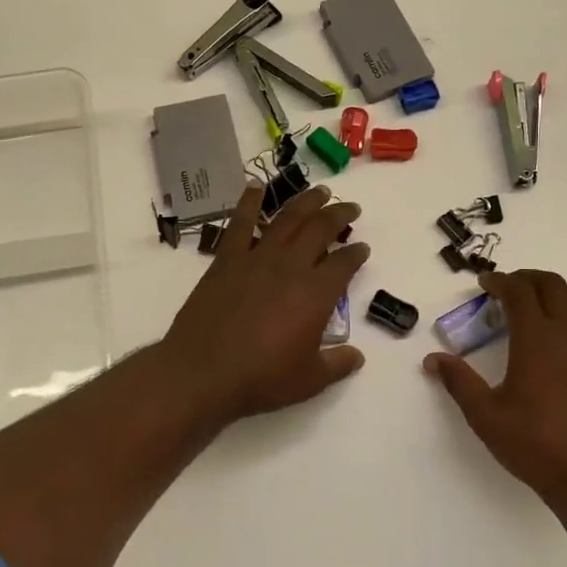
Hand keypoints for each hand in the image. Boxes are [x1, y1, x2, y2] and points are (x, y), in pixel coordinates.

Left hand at [159, 181, 368, 426]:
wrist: (203, 372)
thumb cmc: (261, 378)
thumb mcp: (309, 380)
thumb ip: (337, 364)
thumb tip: (357, 356)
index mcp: (316, 294)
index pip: (344, 264)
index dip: (356, 254)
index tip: (363, 249)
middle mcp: (290, 267)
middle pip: (320, 229)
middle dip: (339, 215)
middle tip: (350, 208)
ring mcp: (256, 259)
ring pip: (287, 219)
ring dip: (306, 202)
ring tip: (320, 191)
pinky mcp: (226, 260)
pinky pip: (239, 223)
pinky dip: (249, 202)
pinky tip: (256, 186)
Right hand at [424, 269, 566, 507]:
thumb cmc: (536, 446)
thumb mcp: (485, 416)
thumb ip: (459, 382)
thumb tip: (432, 359)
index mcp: (536, 340)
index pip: (519, 292)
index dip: (500, 281)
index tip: (485, 285)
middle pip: (552, 286)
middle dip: (528, 279)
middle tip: (509, 289)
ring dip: (558, 295)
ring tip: (541, 307)